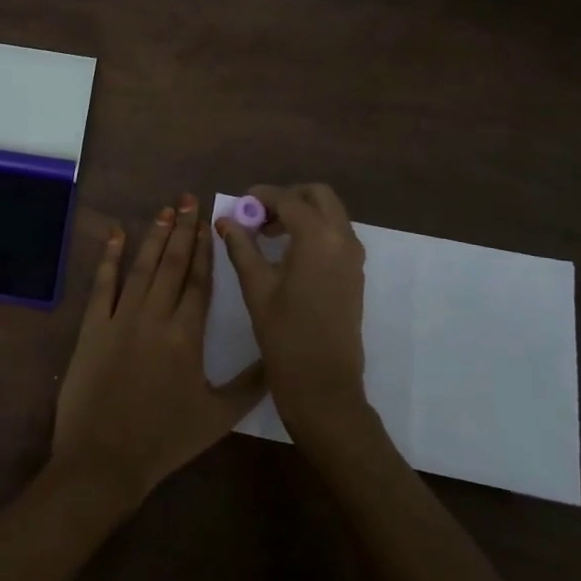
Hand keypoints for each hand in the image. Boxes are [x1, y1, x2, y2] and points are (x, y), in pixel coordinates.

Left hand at [52, 194, 266, 503]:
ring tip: (164, 210)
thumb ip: (250, 385)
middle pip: (171, 264)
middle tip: (188, 199)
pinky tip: (116, 235)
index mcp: (186, 335)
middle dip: (182, 230)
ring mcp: (120, 318)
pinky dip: (109, 258)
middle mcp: (154, 316)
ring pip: (141, 267)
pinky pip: (102, 285)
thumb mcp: (217, 417)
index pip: (198, 281)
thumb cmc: (164, 440)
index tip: (209, 223)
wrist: (104, 460)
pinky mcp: (92, 327)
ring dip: (154, 236)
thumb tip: (278, 358)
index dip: (204, 250)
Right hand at [215, 183, 368, 435]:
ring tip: (267, 234)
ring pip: (330, 214)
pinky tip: (287, 253)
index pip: (288, 199)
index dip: (261, 196)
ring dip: (302, 213)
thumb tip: (225, 220)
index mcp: (318, 237)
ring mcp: (353, 256)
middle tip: (258, 216)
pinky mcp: (354, 273)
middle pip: (318, 196)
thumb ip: (241, 246)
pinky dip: (314, 230)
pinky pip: (336, 235)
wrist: (323, 384)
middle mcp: (342, 238)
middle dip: (288, 197)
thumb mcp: (256, 286)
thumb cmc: (284, 335)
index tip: (239, 203)